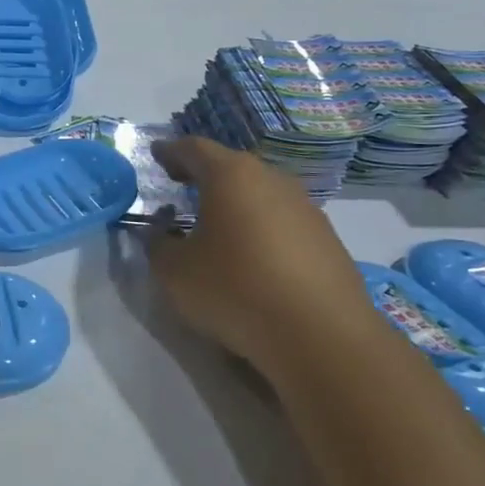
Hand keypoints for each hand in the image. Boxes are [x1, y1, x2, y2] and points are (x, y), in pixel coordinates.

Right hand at [146, 137, 371, 366]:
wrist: (323, 336)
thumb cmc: (236, 290)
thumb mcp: (175, 272)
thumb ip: (158, 244)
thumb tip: (162, 233)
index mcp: (230, 176)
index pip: (193, 149)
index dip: (170, 151)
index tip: (156, 154)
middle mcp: (272, 180)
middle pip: (231, 167)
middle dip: (204, 174)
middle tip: (181, 185)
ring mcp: (306, 207)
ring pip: (260, 193)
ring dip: (235, 202)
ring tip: (216, 224)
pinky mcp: (328, 239)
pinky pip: (283, 221)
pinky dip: (261, 227)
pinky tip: (253, 255)